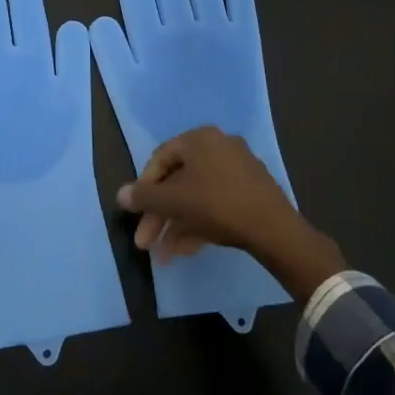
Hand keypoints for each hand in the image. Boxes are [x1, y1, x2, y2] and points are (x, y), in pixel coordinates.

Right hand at [116, 126, 345, 300]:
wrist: (273, 228)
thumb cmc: (215, 205)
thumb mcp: (172, 202)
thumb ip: (143, 197)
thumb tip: (120, 194)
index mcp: (199, 139)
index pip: (160, 159)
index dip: (144, 189)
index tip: (136, 214)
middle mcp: (219, 146)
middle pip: (178, 181)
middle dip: (159, 215)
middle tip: (146, 242)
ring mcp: (238, 168)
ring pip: (196, 196)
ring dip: (177, 225)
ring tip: (165, 255)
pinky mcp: (252, 191)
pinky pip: (216, 202)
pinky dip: (199, 223)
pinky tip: (188, 250)